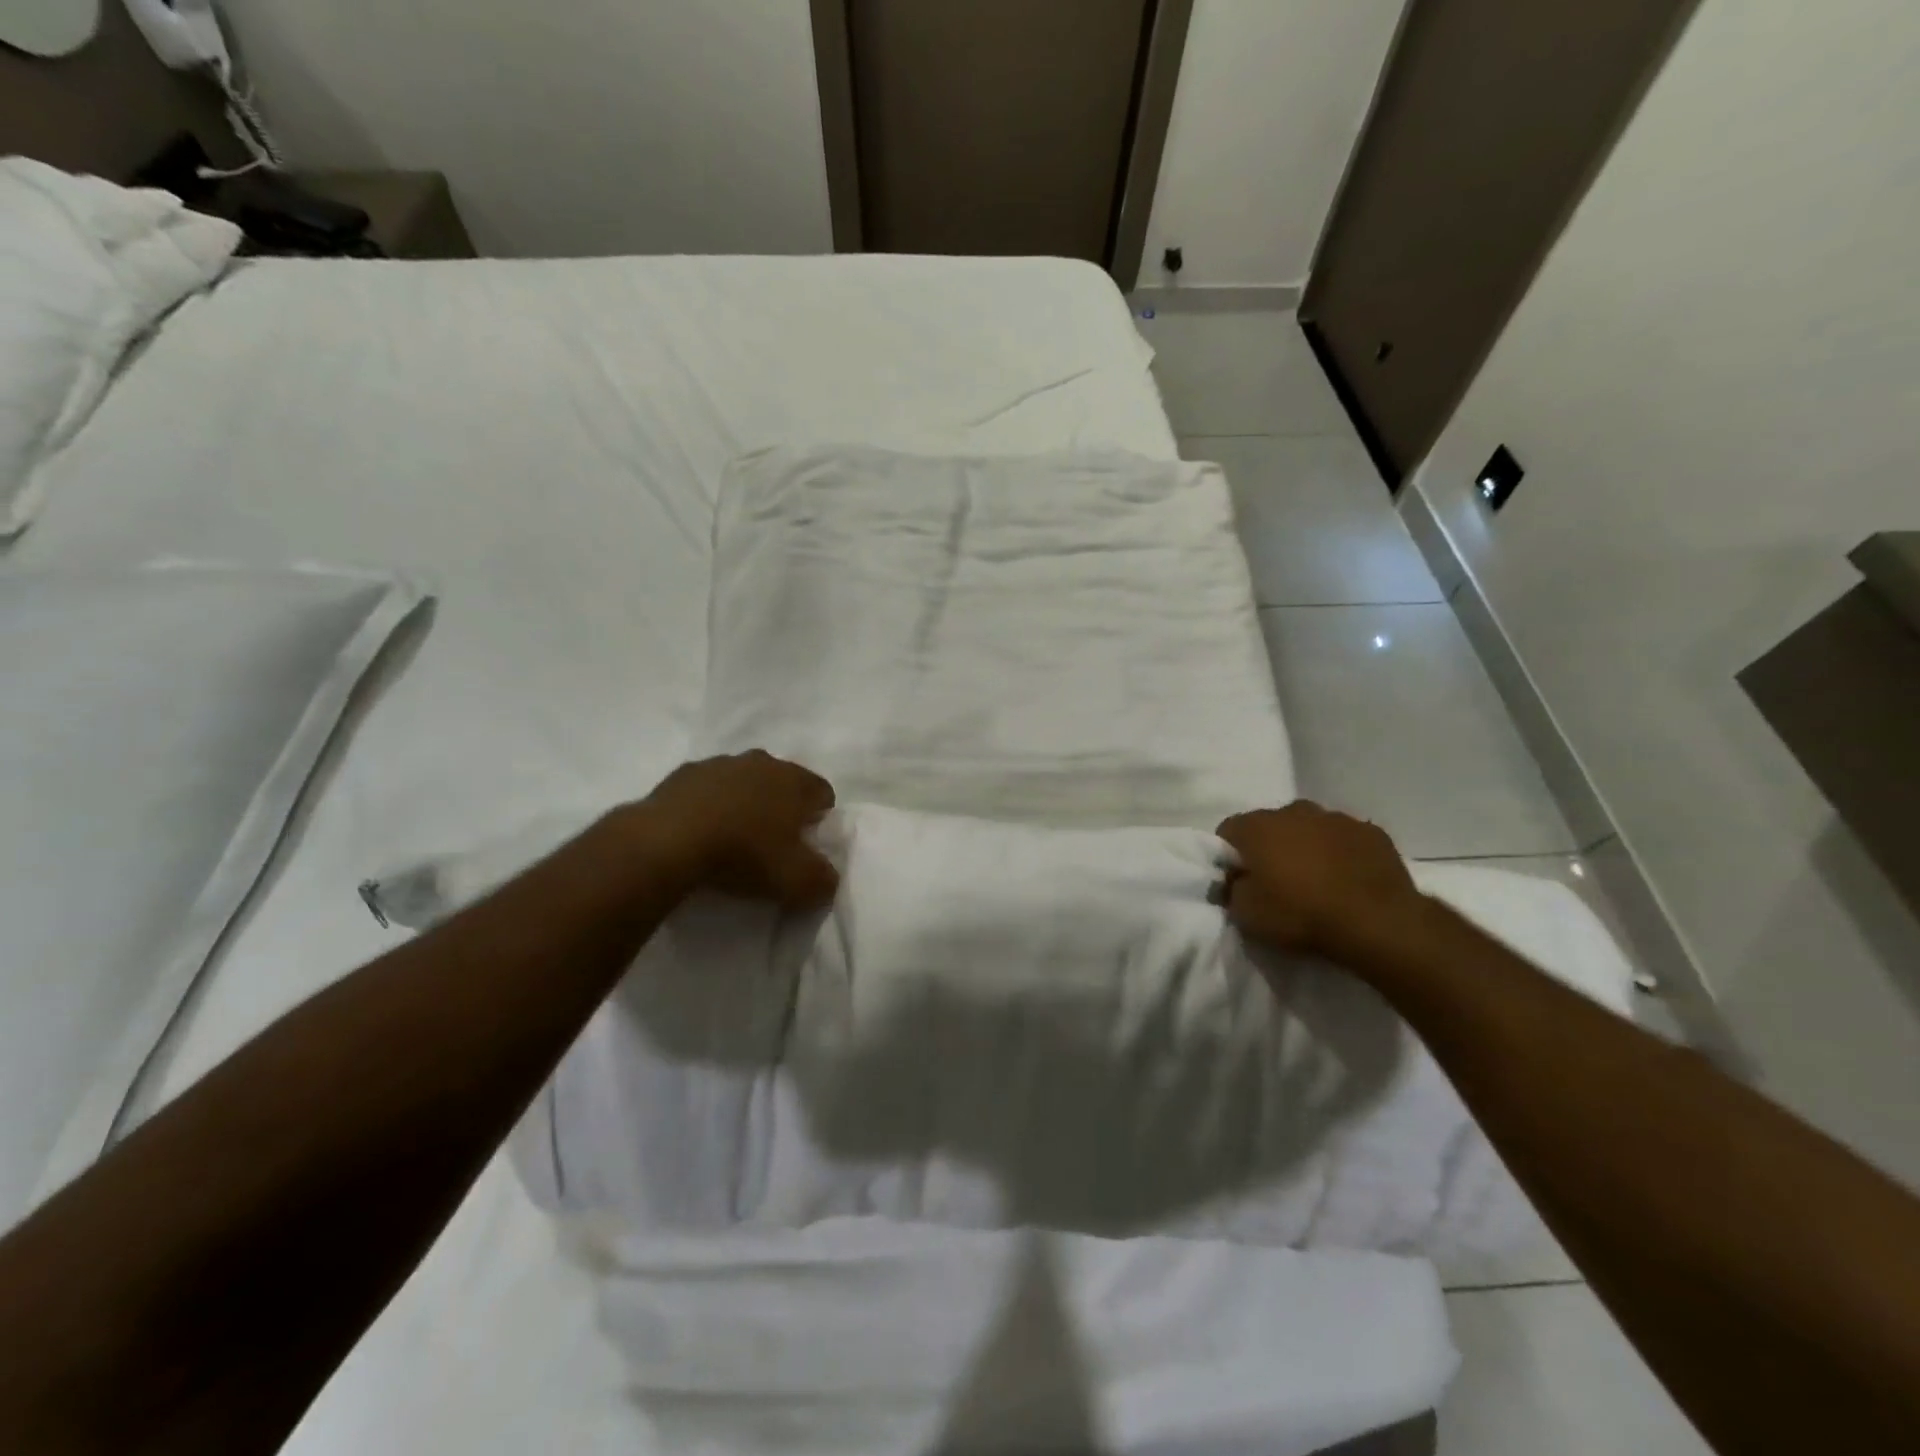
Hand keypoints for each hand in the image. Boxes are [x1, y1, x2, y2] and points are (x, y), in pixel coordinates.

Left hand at [641, 751, 838, 908]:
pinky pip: (707, 789)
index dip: (820, 820)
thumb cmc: (744, 854)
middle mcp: (762, 762)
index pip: (823, 793)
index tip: (806, 846)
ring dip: (743, 804)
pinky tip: (699, 833)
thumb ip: (823, 880)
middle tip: (771, 844)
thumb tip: (827, 878)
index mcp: (794, 780)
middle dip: (781, 808)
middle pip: (783, 783)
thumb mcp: (797, 881)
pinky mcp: (683, 773)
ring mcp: (720, 763)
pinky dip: (709, 806)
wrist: (667, 841)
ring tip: (731, 839)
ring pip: (744, 782)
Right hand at [1216, 801, 1421, 958]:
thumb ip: (1231, 891)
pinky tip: (1348, 882)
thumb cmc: (1301, 915)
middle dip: (1269, 848)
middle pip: (1270, 825)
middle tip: (1276, 883)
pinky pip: (1345, 839)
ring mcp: (1336, 818)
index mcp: (1257, 826)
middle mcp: (1294, 811)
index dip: (1229, 857)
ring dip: (1306, 848)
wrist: (1378, 923)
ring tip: (1316, 883)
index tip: (1238, 881)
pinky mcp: (1372, 833)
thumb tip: (1233, 882)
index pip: (1228, 831)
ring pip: (1310, 828)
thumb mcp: (1247, 915)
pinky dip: (1341, 854)